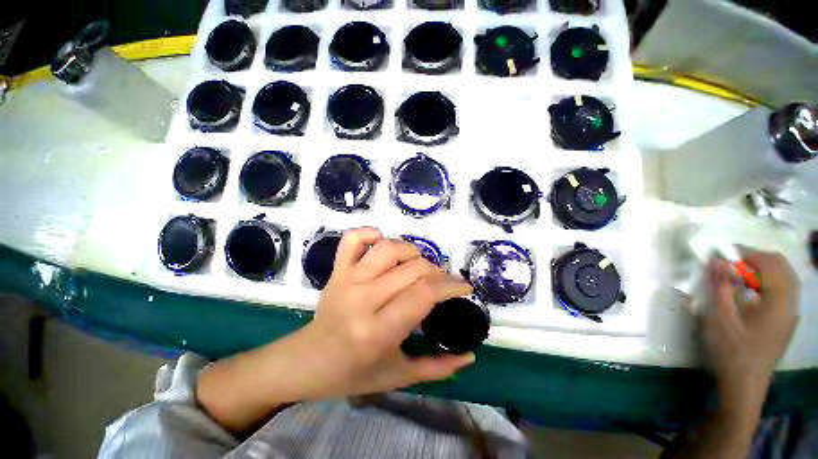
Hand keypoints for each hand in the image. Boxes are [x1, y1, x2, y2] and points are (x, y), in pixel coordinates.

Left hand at [296, 227, 475, 398]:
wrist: (307, 361)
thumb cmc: (353, 374)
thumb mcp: (398, 377)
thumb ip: (437, 367)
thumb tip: (470, 356)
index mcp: (377, 330)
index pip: (424, 293)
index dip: (450, 286)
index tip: (464, 287)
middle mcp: (362, 298)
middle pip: (412, 268)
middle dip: (437, 272)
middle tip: (443, 282)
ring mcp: (347, 279)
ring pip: (389, 248)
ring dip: (412, 251)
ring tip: (419, 265)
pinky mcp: (337, 269)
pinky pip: (353, 239)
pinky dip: (371, 233)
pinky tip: (382, 242)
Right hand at [704, 249, 799, 406]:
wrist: (744, 382)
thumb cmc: (731, 351)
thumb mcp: (720, 319)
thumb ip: (719, 287)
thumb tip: (716, 261)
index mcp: (778, 304)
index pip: (771, 264)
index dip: (748, 254)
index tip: (723, 255)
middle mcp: (791, 304)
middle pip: (782, 267)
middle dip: (757, 258)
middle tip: (730, 262)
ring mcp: (791, 312)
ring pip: (785, 276)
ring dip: (763, 268)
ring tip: (739, 273)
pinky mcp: (787, 318)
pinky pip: (784, 288)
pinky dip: (768, 280)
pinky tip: (752, 289)